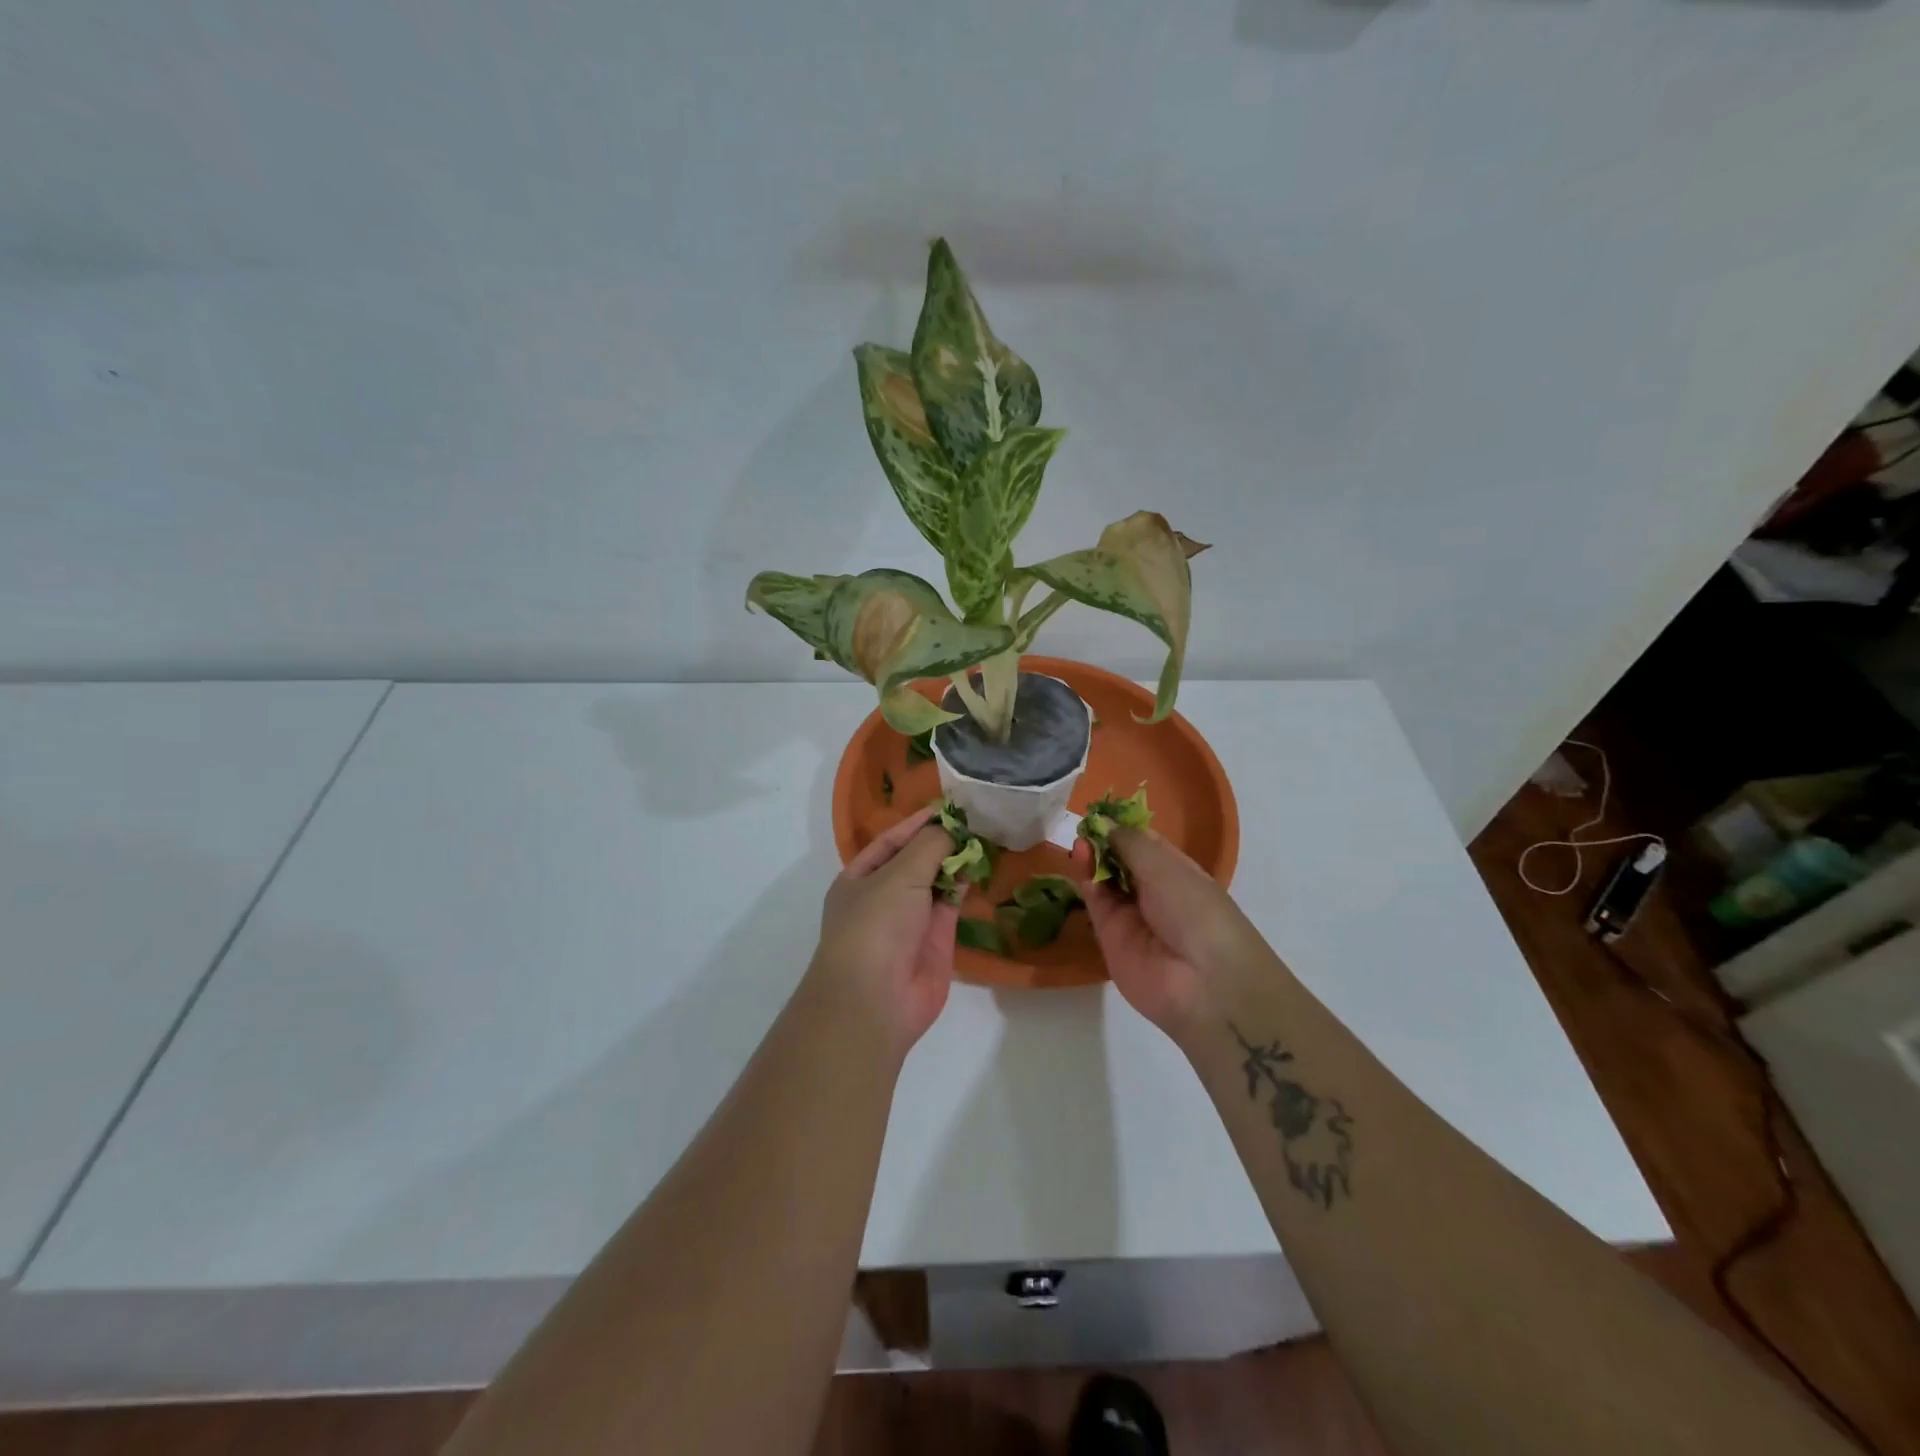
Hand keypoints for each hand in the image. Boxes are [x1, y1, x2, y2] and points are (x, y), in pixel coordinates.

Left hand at [811, 804, 958, 1056]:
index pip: (891, 841)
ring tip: (984, 835)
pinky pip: (951, 905)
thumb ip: (929, 846)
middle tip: (975, 819)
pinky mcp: (936, 940)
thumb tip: (951, 829)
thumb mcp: (899, 875)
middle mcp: (883, 896)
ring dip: (956, 861)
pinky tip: (981, 865)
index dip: (917, 823)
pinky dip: (964, 886)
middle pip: (915, 860)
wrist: (877, 998)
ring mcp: (910, 920)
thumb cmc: (877, 925)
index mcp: (859, 878)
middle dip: (940, 841)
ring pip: (936, 882)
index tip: (948, 807)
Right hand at [1071, 825, 1258, 1035]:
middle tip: (1085, 825)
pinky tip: (1079, 857)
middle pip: (1122, 861)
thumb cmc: (1196, 911)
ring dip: (1093, 858)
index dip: (1124, 827)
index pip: (1146, 843)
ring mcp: (1132, 915)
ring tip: (1080, 839)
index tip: (1101, 810)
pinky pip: (1095, 902)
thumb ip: (1130, 843)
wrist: (1202, 983)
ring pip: (1105, 880)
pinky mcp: (1110, 936)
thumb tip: (1104, 822)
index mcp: (1178, 872)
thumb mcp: (1166, 867)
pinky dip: (1086, 879)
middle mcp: (1155, 892)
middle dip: (1105, 842)